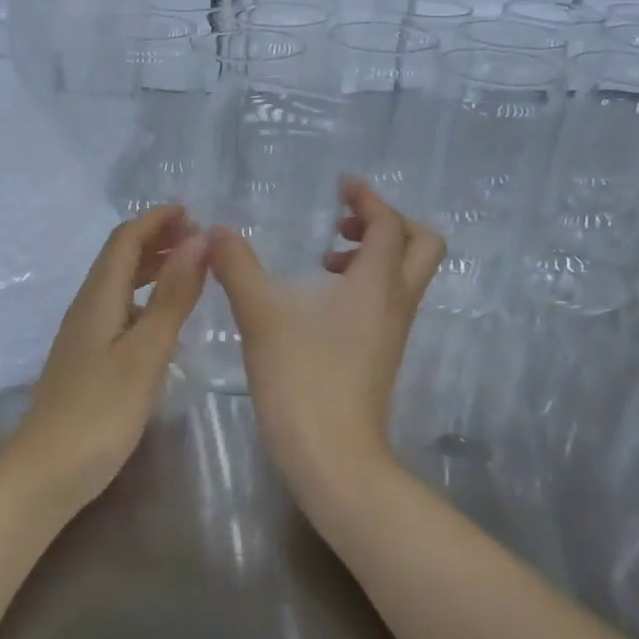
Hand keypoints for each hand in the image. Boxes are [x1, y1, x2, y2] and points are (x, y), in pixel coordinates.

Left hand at [3, 205, 207, 508]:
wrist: (46, 472)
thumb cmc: (100, 412)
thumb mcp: (145, 352)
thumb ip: (171, 297)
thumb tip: (197, 241)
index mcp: (98, 299)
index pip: (124, 241)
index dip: (155, 220)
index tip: (192, 211)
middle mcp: (86, 309)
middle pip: (118, 259)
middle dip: (155, 239)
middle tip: (198, 238)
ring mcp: (83, 337)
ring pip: (118, 286)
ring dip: (150, 268)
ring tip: (188, 269)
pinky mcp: (87, 361)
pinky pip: (118, 312)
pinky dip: (144, 300)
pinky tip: (163, 318)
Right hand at [209, 178, 443, 494]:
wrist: (331, 454)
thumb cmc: (301, 376)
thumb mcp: (261, 314)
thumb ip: (237, 266)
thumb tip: (217, 231)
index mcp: (377, 282)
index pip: (388, 223)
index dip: (368, 198)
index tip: (341, 185)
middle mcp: (396, 302)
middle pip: (421, 245)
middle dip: (388, 224)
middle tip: (342, 224)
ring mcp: (393, 332)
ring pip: (404, 276)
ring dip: (374, 256)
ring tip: (323, 262)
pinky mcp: (381, 356)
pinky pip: (387, 303)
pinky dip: (364, 286)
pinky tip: (318, 304)